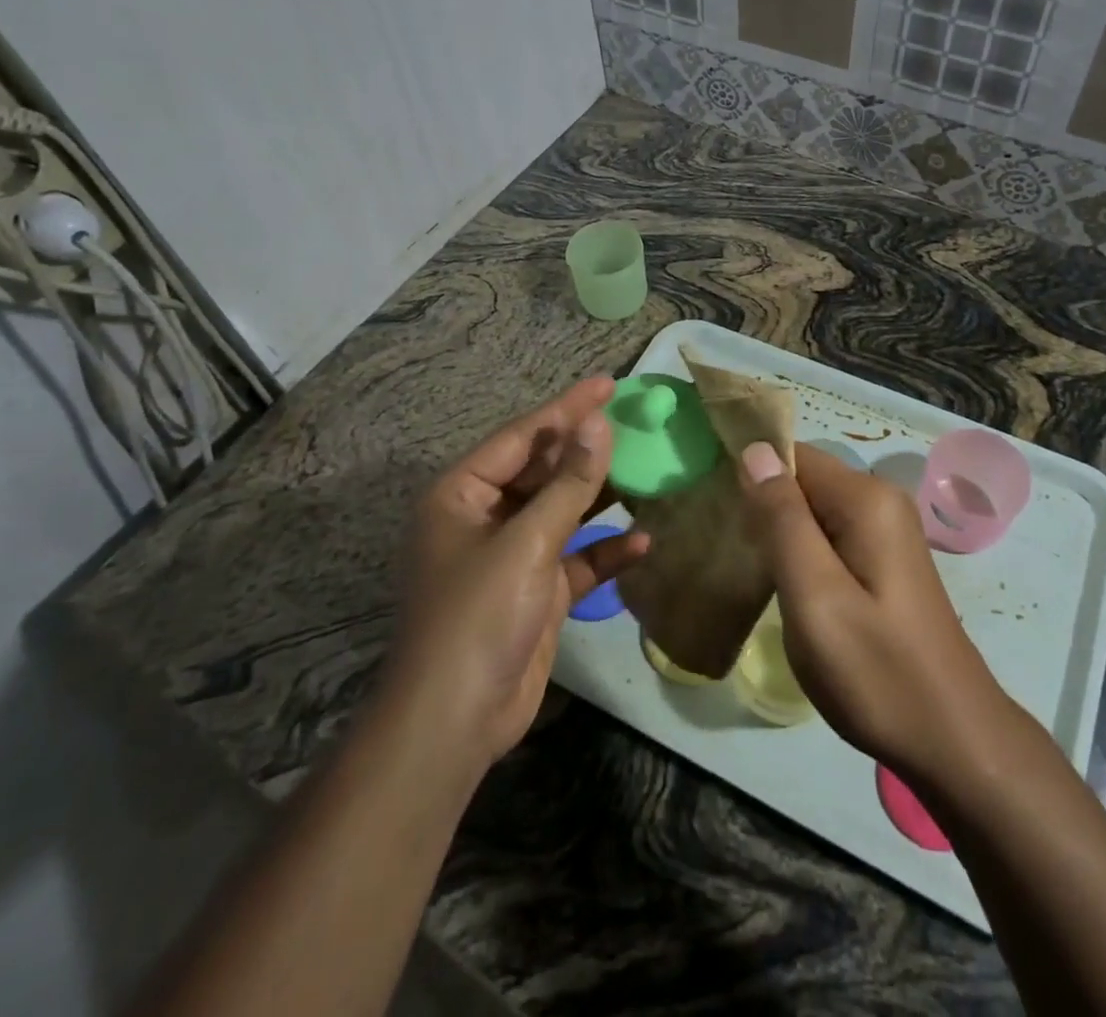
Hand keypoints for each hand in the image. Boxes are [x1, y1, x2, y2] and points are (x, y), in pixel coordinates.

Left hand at [377, 378, 647, 775]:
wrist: (456, 722)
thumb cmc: (479, 616)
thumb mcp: (527, 542)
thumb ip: (569, 483)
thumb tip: (599, 423)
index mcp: (462, 494)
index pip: (522, 436)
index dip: (567, 408)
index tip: (610, 383)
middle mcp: (485, 517)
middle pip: (543, 470)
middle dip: (588, 450)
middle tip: (636, 422)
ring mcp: (512, 555)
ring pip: (563, 511)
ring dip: (601, 497)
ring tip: (649, 470)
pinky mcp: (536, 590)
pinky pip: (576, 558)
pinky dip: (605, 550)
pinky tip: (644, 541)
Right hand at [739, 442, 1007, 784]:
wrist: (954, 742)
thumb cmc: (878, 671)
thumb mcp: (815, 596)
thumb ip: (782, 520)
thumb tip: (754, 450)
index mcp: (866, 499)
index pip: (792, 455)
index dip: (748, 472)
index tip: (709, 504)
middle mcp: (880, 501)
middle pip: (802, 481)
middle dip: (761, 505)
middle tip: (721, 546)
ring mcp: (886, 532)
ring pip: (812, 511)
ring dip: (777, 532)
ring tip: (741, 567)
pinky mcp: (884, 561)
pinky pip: (829, 536)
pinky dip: (799, 553)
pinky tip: (779, 586)